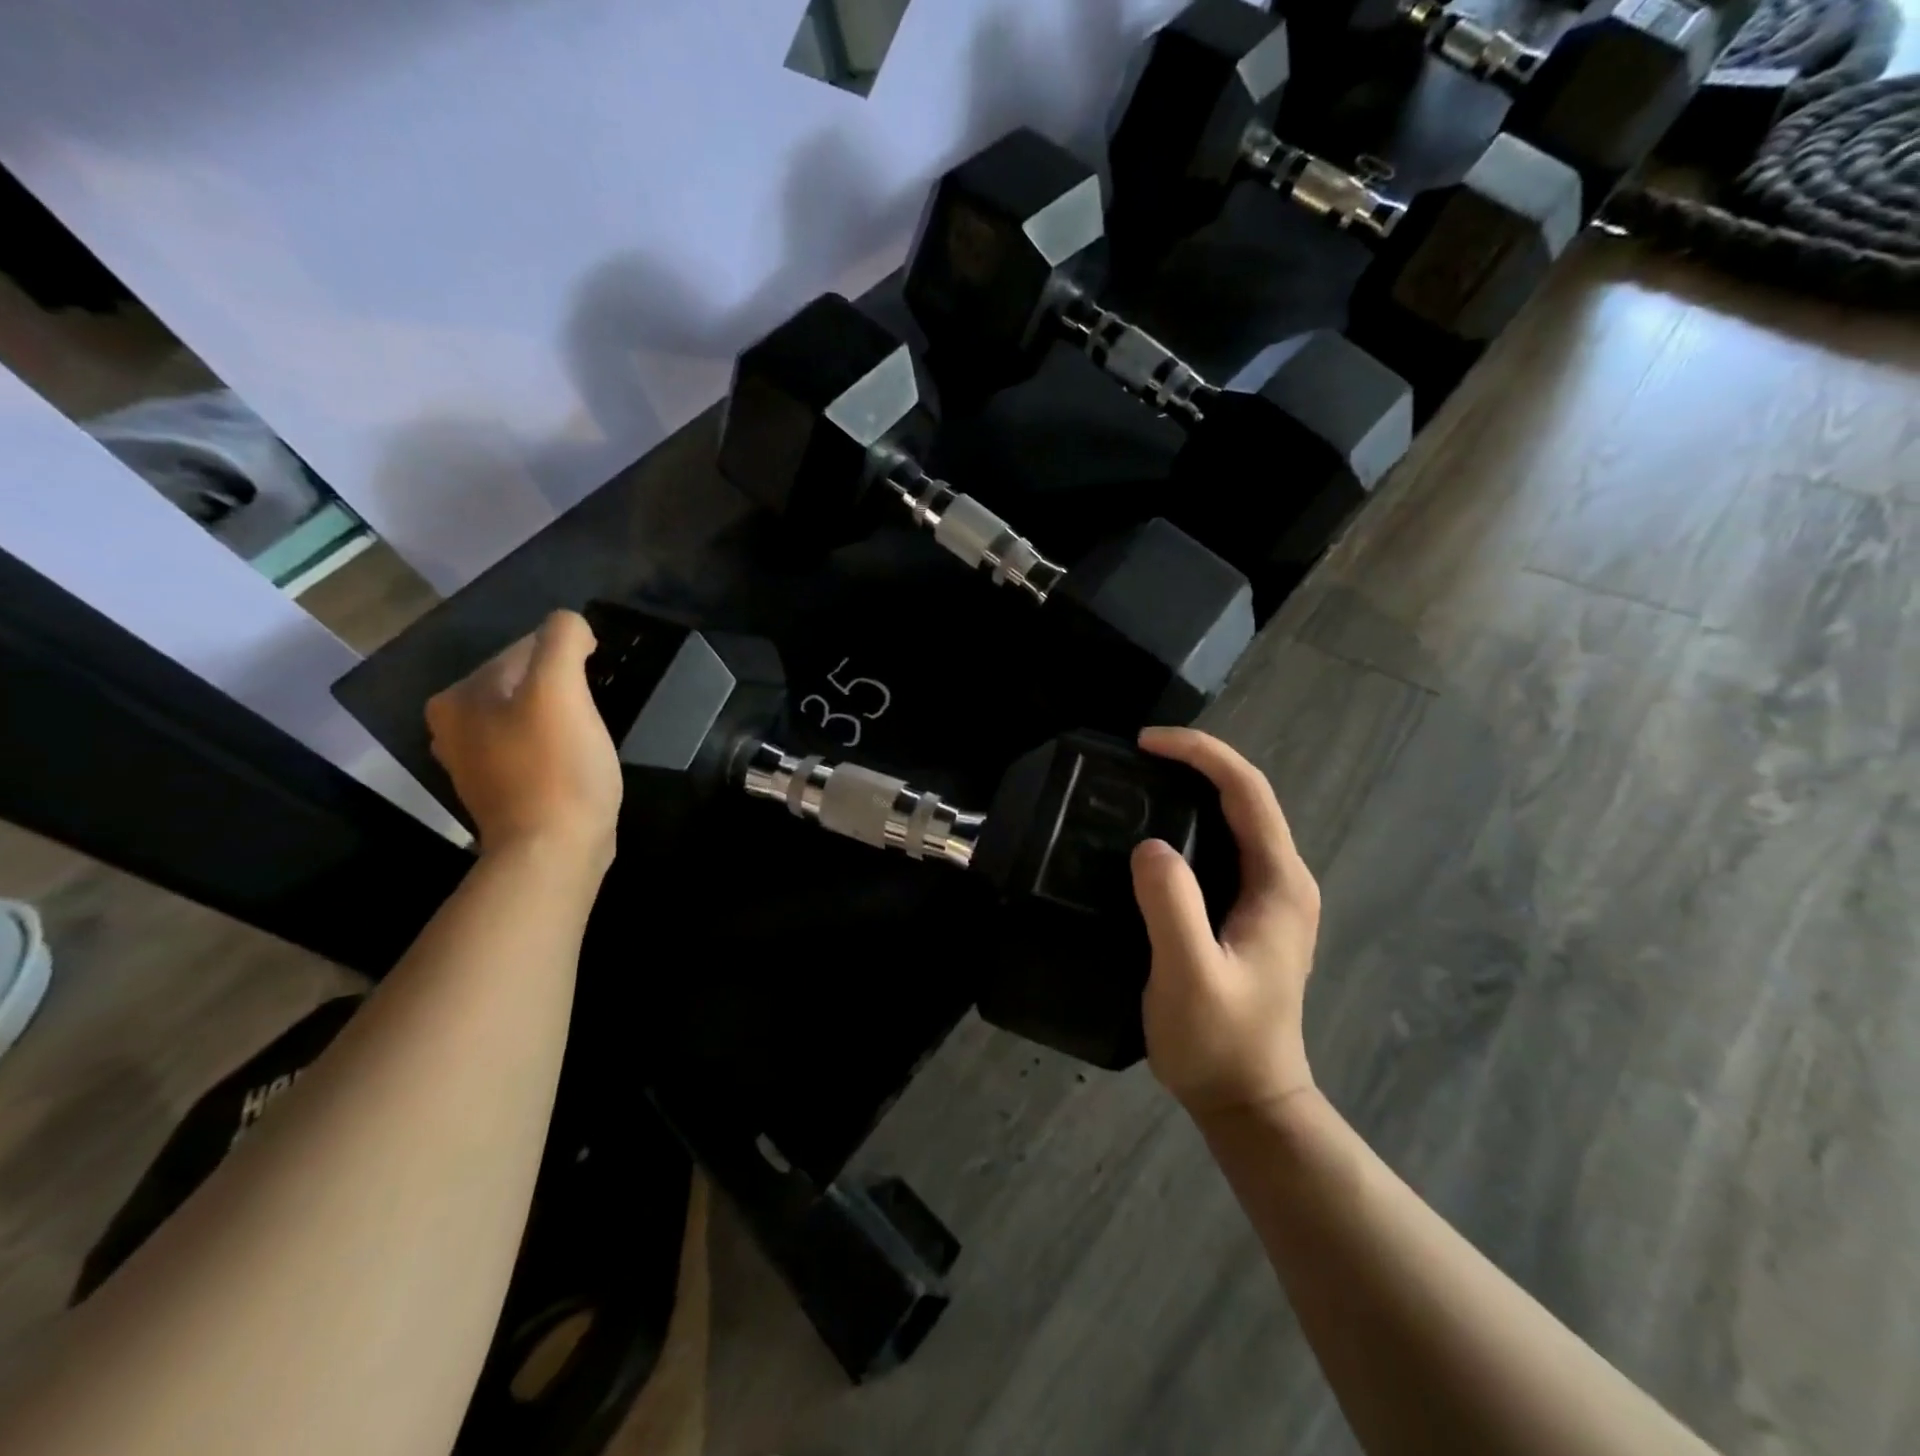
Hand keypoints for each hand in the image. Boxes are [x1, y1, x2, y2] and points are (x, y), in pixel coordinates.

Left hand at [425, 610, 621, 866]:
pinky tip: (574, 763)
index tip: (595, 688)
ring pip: (530, 715)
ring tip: (588, 738)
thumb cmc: (557, 768)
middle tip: (593, 716)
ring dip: (562, 718)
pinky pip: (531, 747)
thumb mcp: (561, 689)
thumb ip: (562, 639)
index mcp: (459, 696)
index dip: (570, 660)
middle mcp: (453, 725)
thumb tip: (571, 627)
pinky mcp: (499, 789)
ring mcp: (474, 761)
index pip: (525, 649)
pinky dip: (555, 747)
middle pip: (526, 683)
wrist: (552, 852)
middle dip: (564, 690)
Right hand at [1131, 727, 1319, 1119]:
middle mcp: (1282, 880)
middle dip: (1195, 763)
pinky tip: (1154, 832)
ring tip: (1138, 782)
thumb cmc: (1221, 1043)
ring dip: (1192, 789)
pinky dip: (1190, 822)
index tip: (1145, 744)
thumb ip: (1173, 907)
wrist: (1249, 1101)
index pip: (1247, 792)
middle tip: (1134, 758)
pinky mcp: (1248, 913)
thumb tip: (1150, 846)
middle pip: (1245, 796)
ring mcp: (1269, 897)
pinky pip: (1221, 846)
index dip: (1200, 754)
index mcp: (1279, 884)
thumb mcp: (1190, 976)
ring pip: (1234, 819)